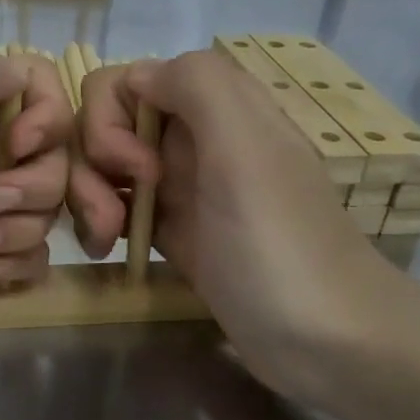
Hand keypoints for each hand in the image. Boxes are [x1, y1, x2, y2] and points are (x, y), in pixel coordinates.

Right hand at [67, 50, 406, 402]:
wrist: (329, 344)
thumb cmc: (280, 247)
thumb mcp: (246, 151)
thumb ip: (197, 86)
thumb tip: (139, 75)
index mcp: (216, 107)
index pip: (128, 81)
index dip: (111, 119)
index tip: (134, 168)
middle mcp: (194, 137)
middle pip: (108, 124)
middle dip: (93, 165)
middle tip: (112, 217)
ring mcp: (182, 186)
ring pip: (106, 166)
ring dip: (90, 196)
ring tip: (103, 242)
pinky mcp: (174, 231)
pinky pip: (118, 206)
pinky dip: (100, 221)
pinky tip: (106, 249)